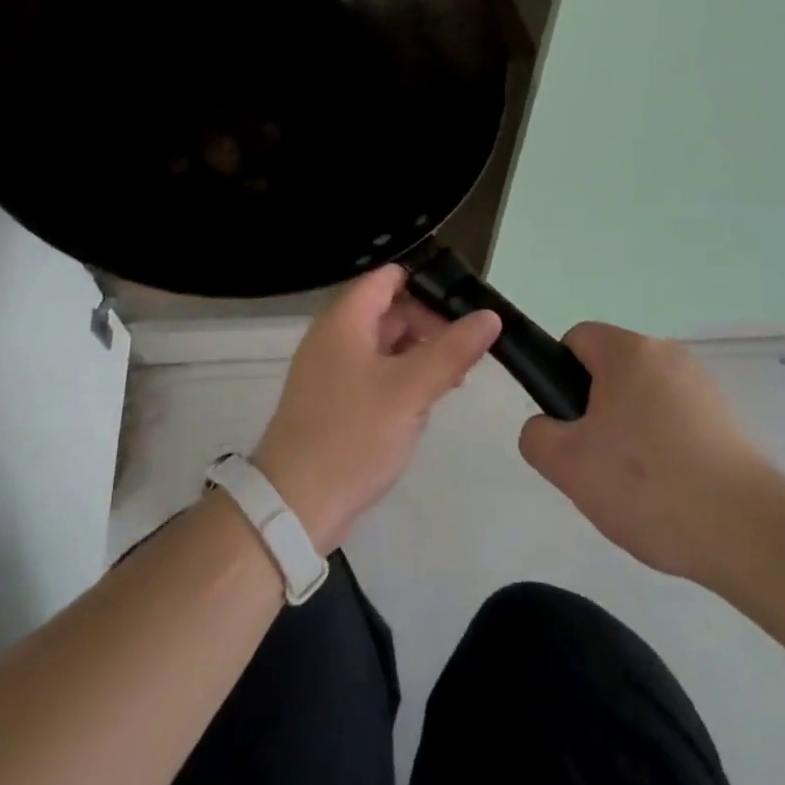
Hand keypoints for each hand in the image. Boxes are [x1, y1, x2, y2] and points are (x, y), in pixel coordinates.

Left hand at [253, 265, 500, 552]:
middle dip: (430, 326)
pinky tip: (426, 402)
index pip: (387, 278)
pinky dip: (402, 379)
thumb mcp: (410, 390)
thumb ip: (451, 350)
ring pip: (385, 345)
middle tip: (469, 352)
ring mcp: (331, 370)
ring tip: (457, 378)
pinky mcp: (334, 401)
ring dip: (420, 355)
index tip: (466, 303)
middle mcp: (334, 336)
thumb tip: (490, 316)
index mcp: (344, 320)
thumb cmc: (352, 436)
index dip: (426, 283)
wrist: (294, 506)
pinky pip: (375, 374)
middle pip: (389, 311)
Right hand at [519, 322, 767, 581]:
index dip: (560, 376)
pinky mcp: (727, 420)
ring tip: (635, 488)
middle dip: (595, 411)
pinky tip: (669, 495)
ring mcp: (703, 386)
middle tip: (596, 464)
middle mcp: (668, 355)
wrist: (749, 532)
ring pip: (643, 399)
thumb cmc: (647, 485)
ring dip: (630, 433)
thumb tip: (548, 428)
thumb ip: (537, 435)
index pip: (577, 339)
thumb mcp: (567, 464)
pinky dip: (664, 449)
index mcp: (629, 351)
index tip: (569, 424)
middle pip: (611, 371)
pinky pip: (675, 423)